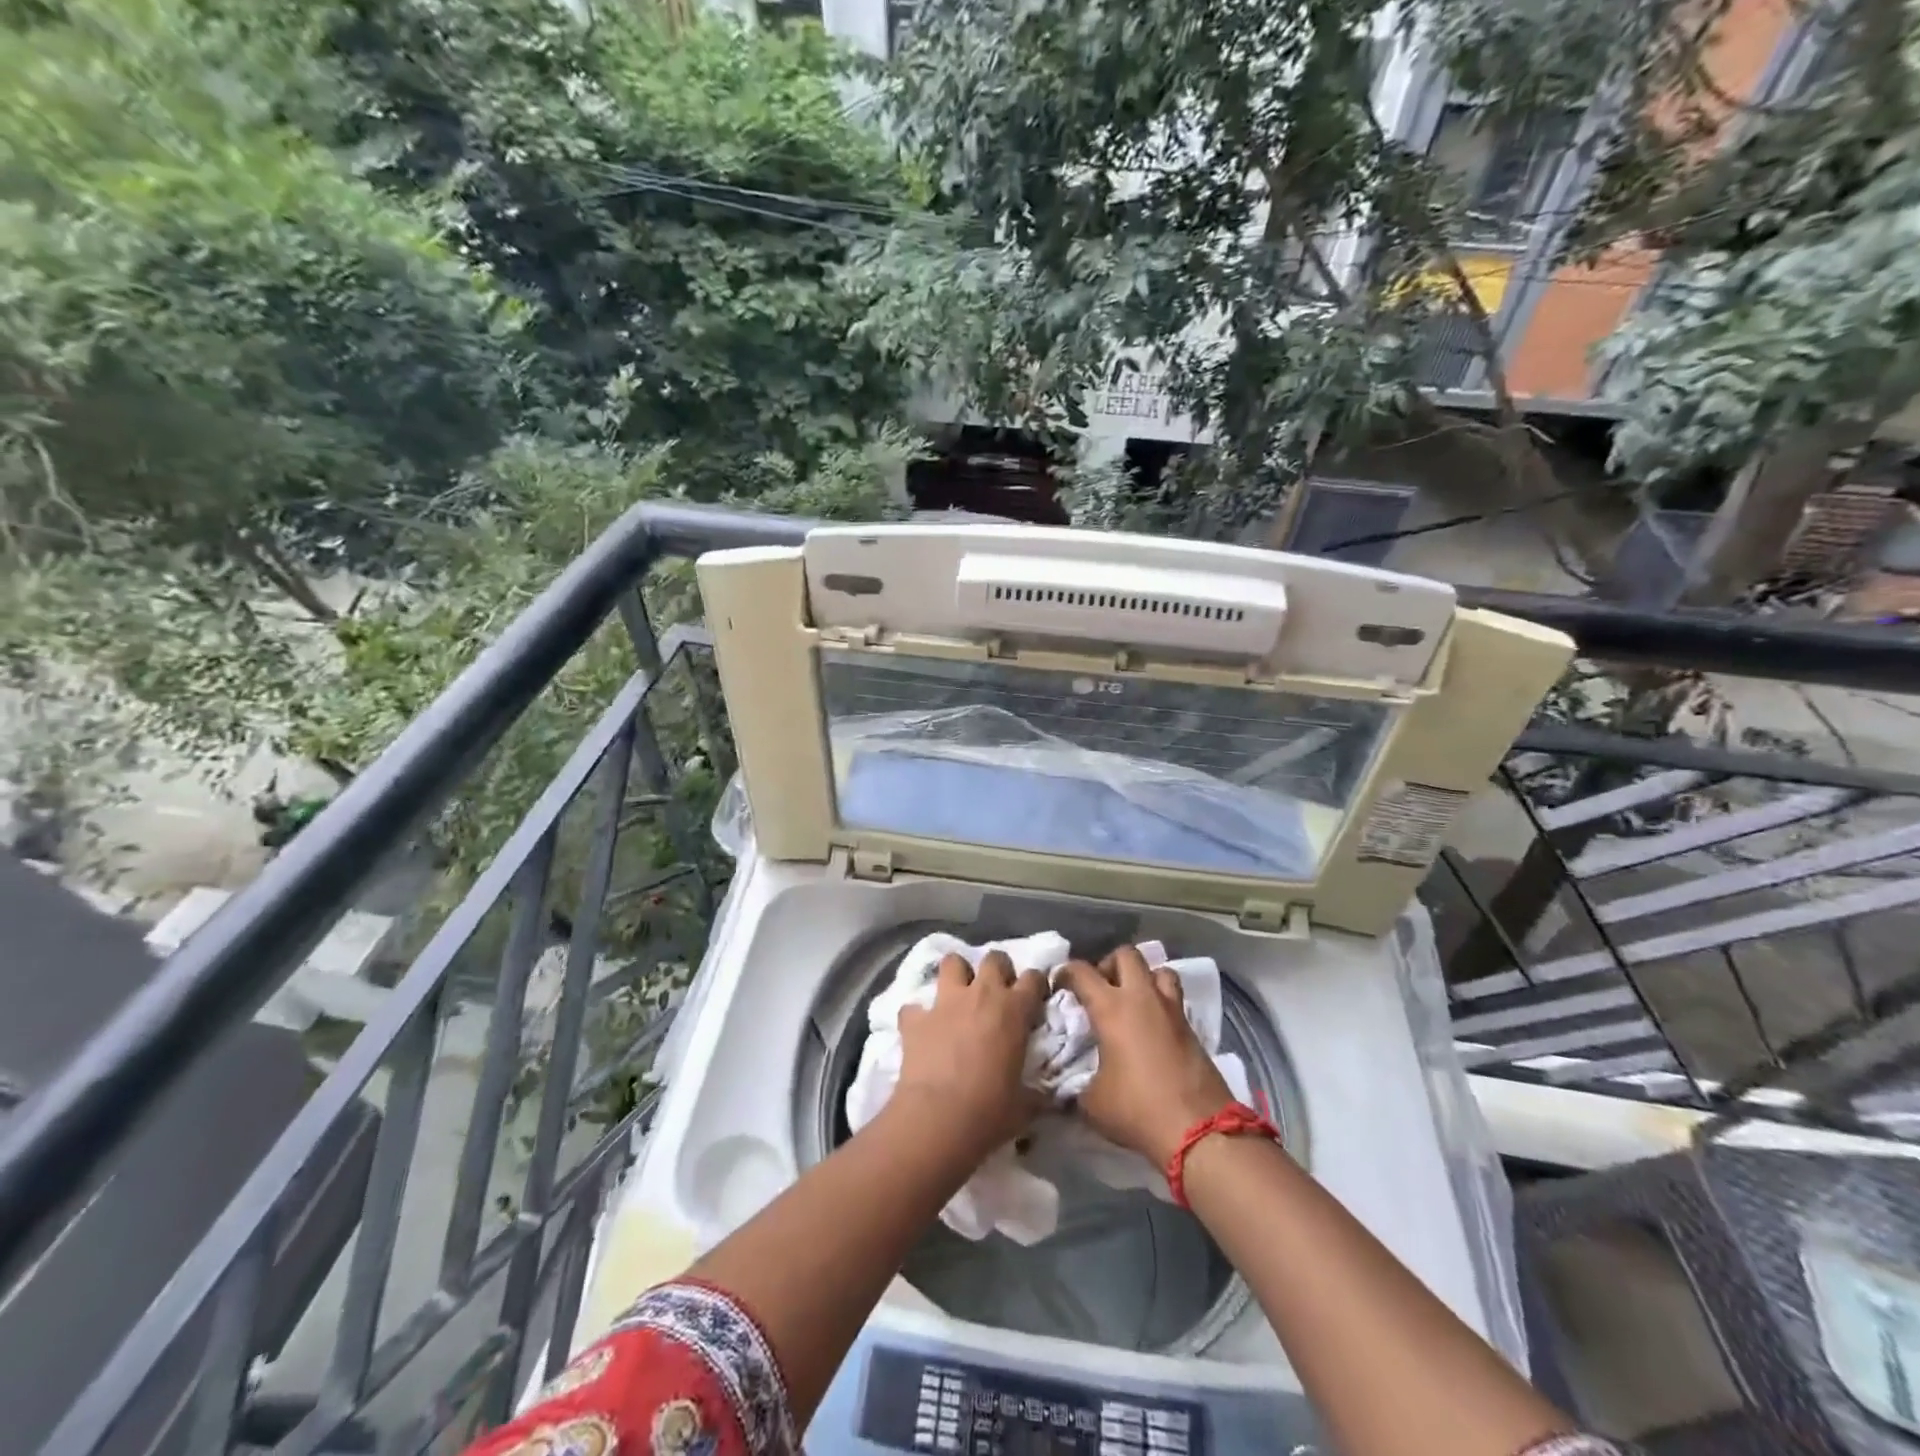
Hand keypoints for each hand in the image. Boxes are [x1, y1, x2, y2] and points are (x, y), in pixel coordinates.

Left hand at [894, 951, 1048, 1158]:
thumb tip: (1046, 1097)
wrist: (938, 1118)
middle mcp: (981, 995)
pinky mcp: (915, 1018)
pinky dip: (918, 1015)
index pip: (1034, 978)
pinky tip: (921, 1029)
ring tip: (959, 995)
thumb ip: (1036, 1092)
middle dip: (998, 969)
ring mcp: (945, 1002)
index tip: (1035, 997)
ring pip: (952, 962)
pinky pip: (914, 1006)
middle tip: (997, 992)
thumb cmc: (990, 1111)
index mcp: (1014, 1010)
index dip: (1037, 984)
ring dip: (957, 974)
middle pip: (995, 958)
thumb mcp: (1025, 1105)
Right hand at [1057, 946, 1236, 1165]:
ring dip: (1142, 977)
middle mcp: (1142, 998)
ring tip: (1132, 1000)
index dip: (1065, 973)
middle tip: (1100, 988)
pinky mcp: (1191, 1027)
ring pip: (1158, 969)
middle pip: (1126, 954)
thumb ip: (1077, 1083)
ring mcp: (1171, 1009)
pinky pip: (1174, 997)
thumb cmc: (1138, 1110)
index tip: (1058, 985)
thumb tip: (1070, 1085)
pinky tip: (1152, 1026)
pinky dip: (1161, 1001)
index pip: (1081, 972)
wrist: (1199, 1130)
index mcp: (1111, 1008)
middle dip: (1109, 964)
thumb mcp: (1092, 1102)